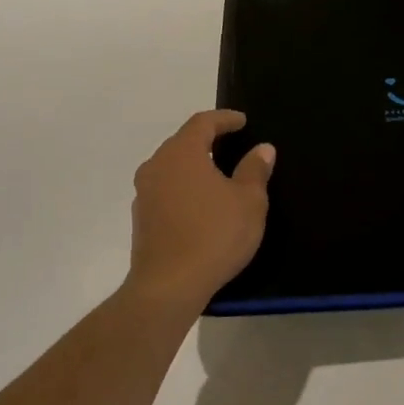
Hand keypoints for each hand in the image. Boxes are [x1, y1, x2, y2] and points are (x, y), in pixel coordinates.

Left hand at [126, 111, 274, 313]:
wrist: (168, 286)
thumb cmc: (214, 235)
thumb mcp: (249, 202)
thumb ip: (254, 170)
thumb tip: (262, 149)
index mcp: (182, 153)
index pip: (202, 123)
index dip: (224, 119)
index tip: (242, 121)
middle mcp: (157, 166)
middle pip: (182, 142)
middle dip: (207, 140)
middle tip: (231, 144)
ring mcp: (144, 193)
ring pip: (171, 167)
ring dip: (194, 165)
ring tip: (217, 174)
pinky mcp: (141, 218)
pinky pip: (165, 190)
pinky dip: (184, 188)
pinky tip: (200, 204)